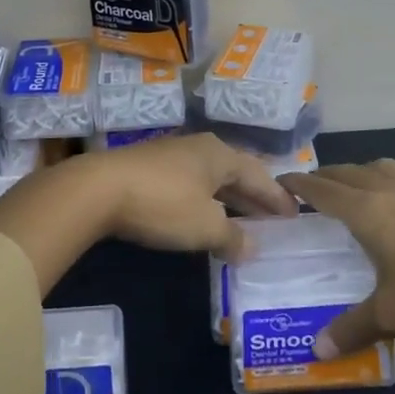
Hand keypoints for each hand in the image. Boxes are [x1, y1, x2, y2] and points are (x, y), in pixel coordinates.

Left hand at [0, 133, 293, 294]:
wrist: (99, 189)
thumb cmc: (163, 203)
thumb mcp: (205, 225)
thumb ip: (232, 236)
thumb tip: (251, 246)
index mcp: (220, 154)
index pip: (259, 174)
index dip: (278, 196)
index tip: (295, 214)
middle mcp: (200, 147)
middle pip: (236, 172)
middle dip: (255, 196)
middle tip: (274, 219)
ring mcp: (173, 155)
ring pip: (212, 177)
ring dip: (230, 199)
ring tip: (243, 222)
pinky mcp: (150, 168)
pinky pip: (191, 183)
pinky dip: (206, 201)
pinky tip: (204, 217)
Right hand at [281, 159, 394, 358]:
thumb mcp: (391, 314)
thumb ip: (352, 328)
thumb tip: (316, 349)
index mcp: (367, 211)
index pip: (322, 190)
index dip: (299, 184)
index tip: (279, 181)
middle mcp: (389, 191)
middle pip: (349, 172)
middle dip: (326, 176)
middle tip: (310, 186)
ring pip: (382, 167)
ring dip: (361, 172)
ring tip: (355, 185)